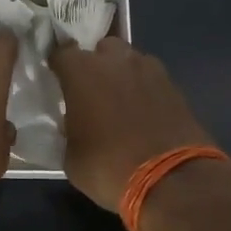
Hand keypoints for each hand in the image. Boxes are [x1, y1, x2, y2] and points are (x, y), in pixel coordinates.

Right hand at [51, 36, 214, 211]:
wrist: (172, 181)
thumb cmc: (109, 168)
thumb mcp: (72, 157)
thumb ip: (69, 130)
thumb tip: (74, 125)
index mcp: (82, 72)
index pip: (61, 52)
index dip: (58, 65)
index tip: (57, 80)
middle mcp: (115, 61)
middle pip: (101, 49)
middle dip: (96, 65)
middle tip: (92, 92)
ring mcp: (149, 70)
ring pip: (129, 61)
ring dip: (122, 75)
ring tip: (121, 103)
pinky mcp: (174, 85)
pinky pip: (151, 79)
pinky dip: (144, 90)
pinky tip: (144, 114)